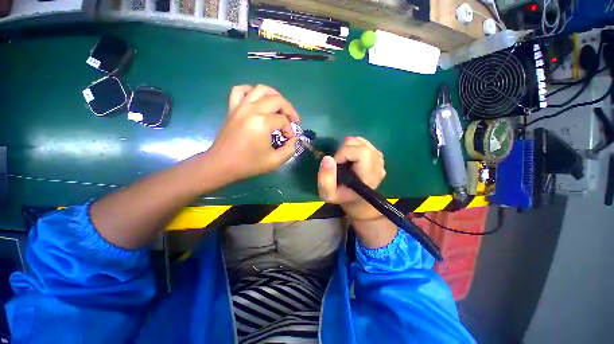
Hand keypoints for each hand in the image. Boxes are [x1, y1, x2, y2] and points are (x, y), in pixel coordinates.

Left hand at [207, 84, 299, 181]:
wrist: (221, 164)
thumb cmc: (248, 164)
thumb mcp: (274, 161)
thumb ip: (289, 150)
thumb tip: (293, 140)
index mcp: (263, 123)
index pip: (283, 121)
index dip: (290, 130)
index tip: (289, 139)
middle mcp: (252, 110)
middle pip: (277, 100)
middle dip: (289, 110)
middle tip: (293, 120)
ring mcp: (240, 107)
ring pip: (261, 89)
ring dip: (274, 95)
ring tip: (279, 107)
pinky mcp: (232, 108)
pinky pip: (240, 90)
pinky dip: (251, 91)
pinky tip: (257, 100)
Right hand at [317, 137, 385, 220]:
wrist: (356, 199)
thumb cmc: (341, 196)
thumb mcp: (328, 193)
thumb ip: (325, 178)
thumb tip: (328, 158)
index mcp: (368, 176)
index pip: (361, 153)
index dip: (343, 153)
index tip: (335, 163)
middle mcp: (378, 165)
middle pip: (359, 144)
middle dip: (343, 150)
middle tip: (338, 162)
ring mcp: (379, 159)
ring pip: (360, 141)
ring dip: (347, 148)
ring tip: (344, 161)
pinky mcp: (377, 154)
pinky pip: (362, 142)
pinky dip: (352, 146)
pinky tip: (350, 158)